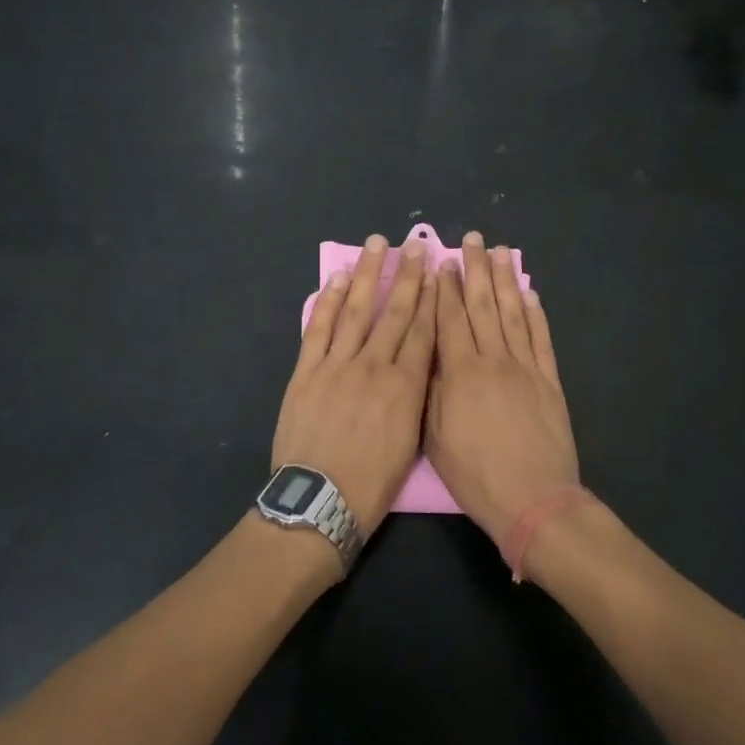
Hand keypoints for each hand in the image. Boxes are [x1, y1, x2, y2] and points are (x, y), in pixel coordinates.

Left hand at [270, 234, 435, 533]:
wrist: (320, 501)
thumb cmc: (372, 483)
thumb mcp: (411, 443)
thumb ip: (416, 399)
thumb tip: (420, 366)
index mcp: (406, 387)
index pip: (422, 331)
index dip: (432, 297)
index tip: (437, 269)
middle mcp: (374, 367)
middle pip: (395, 312)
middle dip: (407, 275)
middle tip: (415, 243)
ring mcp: (337, 365)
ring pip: (357, 311)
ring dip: (368, 275)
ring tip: (377, 245)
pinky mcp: (306, 371)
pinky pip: (319, 329)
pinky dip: (329, 302)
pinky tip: (338, 279)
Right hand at [425, 233, 579, 543]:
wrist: (533, 499)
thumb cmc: (475, 474)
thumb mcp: (435, 436)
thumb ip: (431, 389)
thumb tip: (428, 352)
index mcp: (461, 372)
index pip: (449, 318)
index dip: (444, 288)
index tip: (441, 261)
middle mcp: (494, 359)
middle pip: (482, 305)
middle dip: (475, 270)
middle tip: (473, 240)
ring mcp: (526, 367)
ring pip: (513, 313)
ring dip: (505, 280)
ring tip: (501, 252)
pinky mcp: (550, 381)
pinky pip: (541, 338)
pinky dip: (535, 313)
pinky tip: (529, 293)